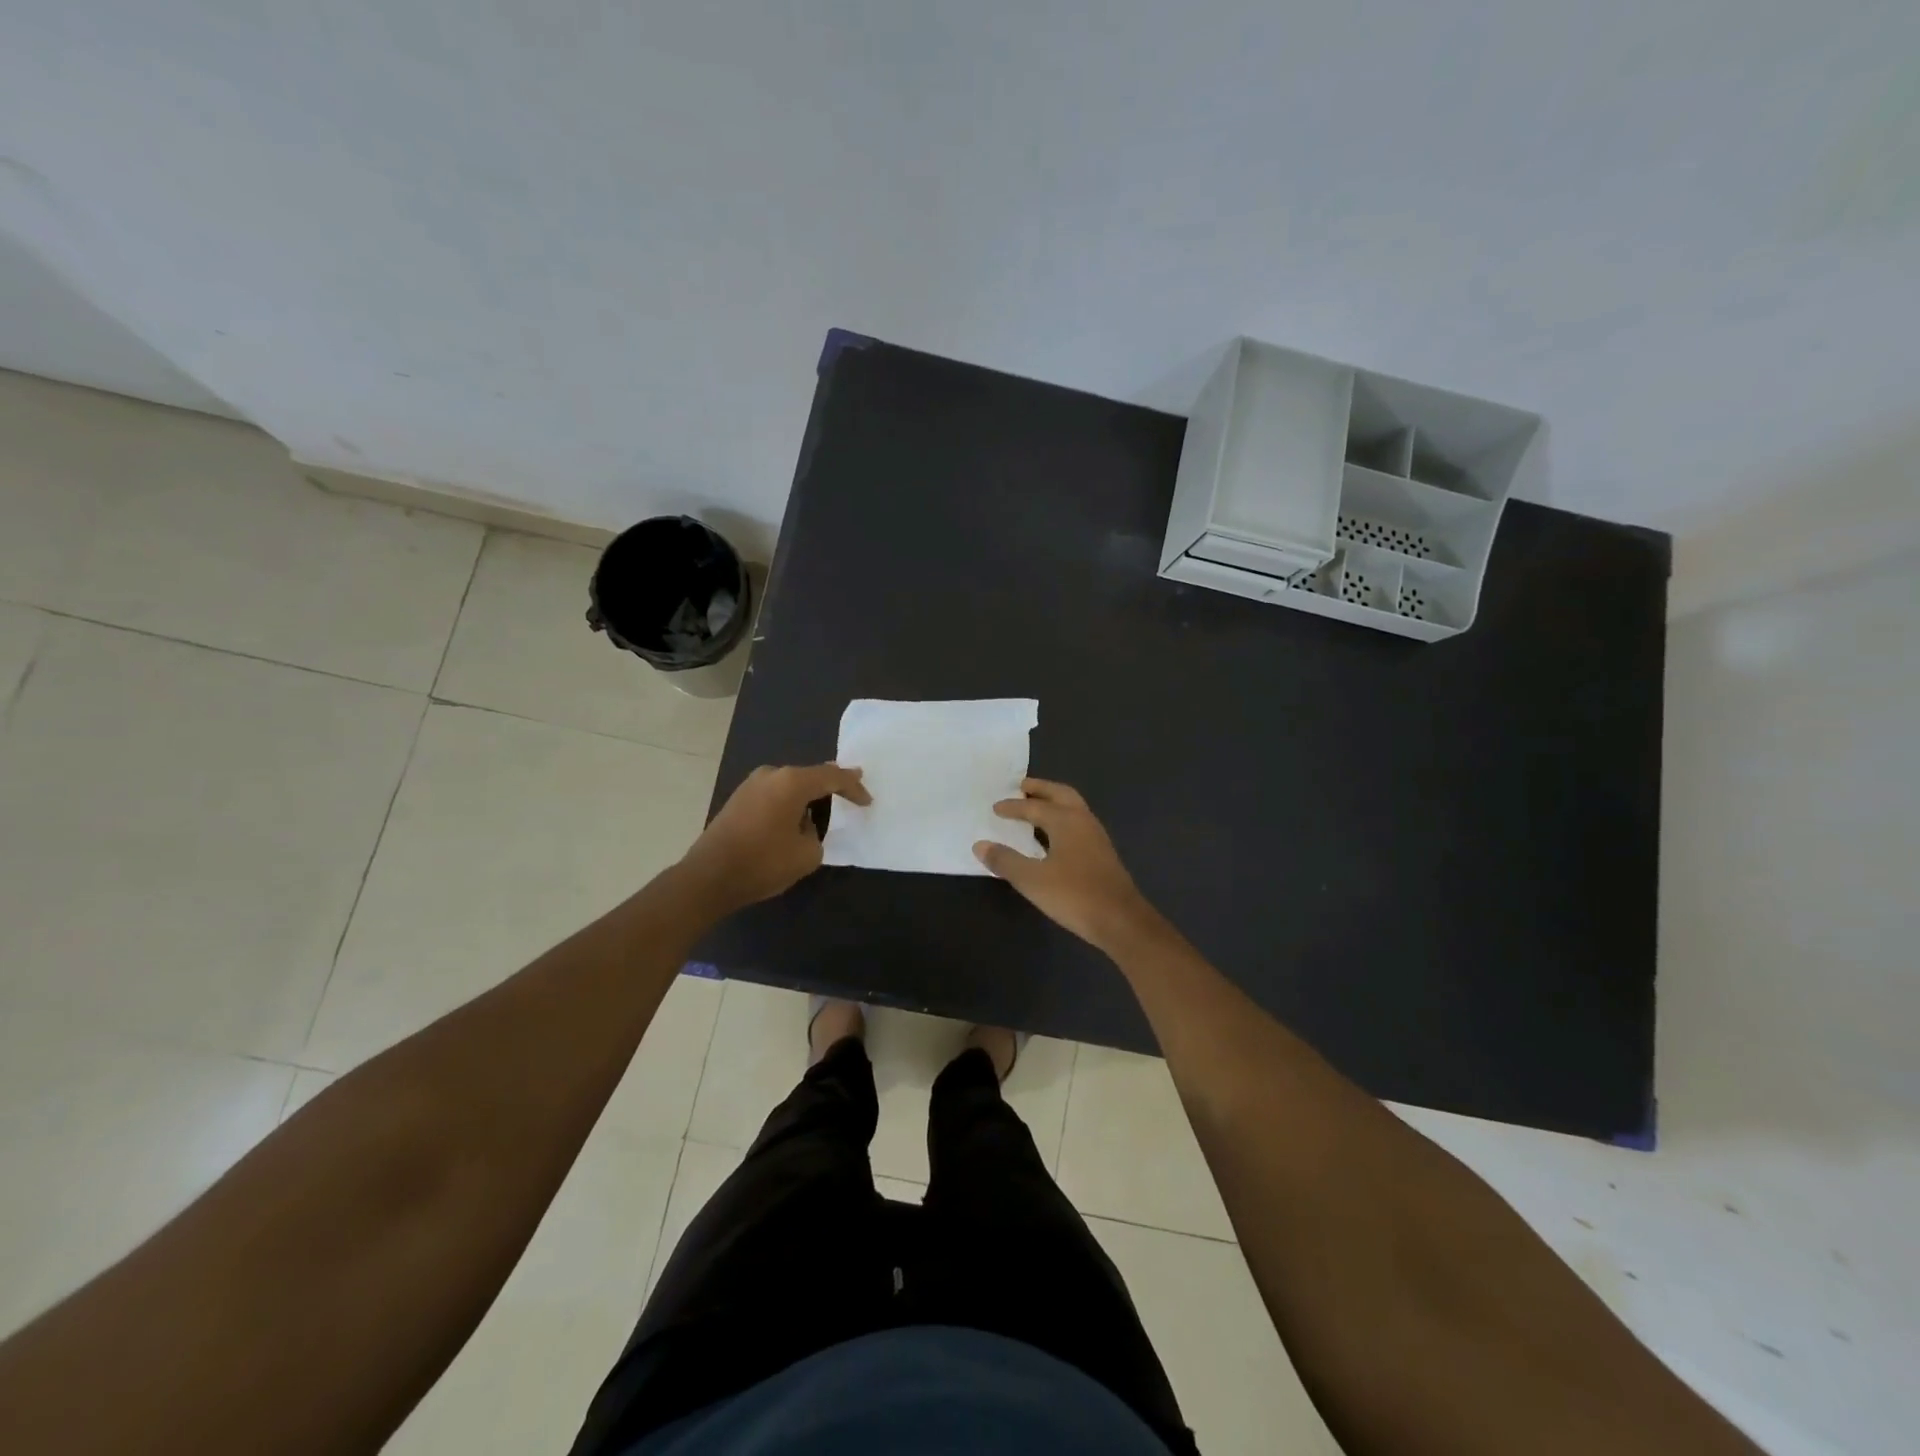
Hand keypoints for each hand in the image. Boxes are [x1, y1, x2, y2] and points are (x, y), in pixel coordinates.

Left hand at [682, 763, 868, 910]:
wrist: (708, 877)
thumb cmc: (763, 863)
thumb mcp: (806, 854)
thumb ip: (816, 833)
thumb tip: (802, 826)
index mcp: (791, 782)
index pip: (832, 777)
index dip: (853, 787)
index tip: (867, 801)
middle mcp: (771, 775)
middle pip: (809, 775)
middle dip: (830, 785)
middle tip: (851, 792)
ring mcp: (751, 785)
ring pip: (789, 784)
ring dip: (807, 795)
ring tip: (825, 807)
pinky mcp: (738, 799)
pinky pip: (774, 794)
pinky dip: (789, 802)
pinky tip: (796, 817)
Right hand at [973, 778, 1156, 952]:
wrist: (1120, 920)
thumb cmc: (1074, 895)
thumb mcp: (1032, 880)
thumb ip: (1005, 860)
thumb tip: (980, 845)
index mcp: (1065, 820)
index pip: (1033, 806)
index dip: (1012, 807)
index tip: (995, 807)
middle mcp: (1083, 820)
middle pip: (1060, 794)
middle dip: (1040, 789)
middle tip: (1021, 787)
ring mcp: (1097, 836)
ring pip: (1073, 807)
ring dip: (1054, 802)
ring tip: (1035, 808)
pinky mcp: (1103, 853)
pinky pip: (1078, 823)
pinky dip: (1062, 819)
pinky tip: (1053, 837)